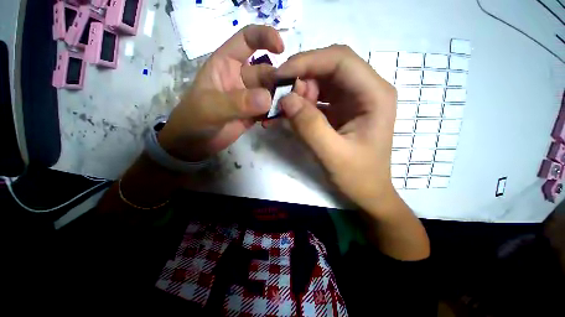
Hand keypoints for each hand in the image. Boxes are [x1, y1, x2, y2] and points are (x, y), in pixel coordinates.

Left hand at [157, 25, 283, 161]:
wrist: (194, 144)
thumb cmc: (193, 120)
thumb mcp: (210, 108)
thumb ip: (237, 102)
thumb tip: (268, 98)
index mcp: (226, 64)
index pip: (246, 40)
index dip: (264, 37)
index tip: (281, 48)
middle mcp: (241, 77)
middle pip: (266, 71)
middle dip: (279, 81)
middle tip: (289, 96)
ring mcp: (249, 97)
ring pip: (272, 92)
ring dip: (281, 99)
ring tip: (284, 111)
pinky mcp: (255, 113)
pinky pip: (271, 109)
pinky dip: (275, 114)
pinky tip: (273, 123)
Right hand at [275, 45, 398, 215]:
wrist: (368, 192)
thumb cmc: (358, 177)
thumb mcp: (332, 155)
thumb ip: (309, 127)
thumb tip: (285, 99)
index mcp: (375, 95)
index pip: (341, 60)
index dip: (308, 61)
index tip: (280, 76)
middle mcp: (367, 89)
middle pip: (330, 65)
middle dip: (302, 76)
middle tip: (282, 97)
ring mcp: (355, 98)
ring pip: (323, 79)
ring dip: (301, 90)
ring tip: (287, 110)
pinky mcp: (343, 108)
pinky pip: (320, 95)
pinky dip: (304, 101)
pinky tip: (293, 114)